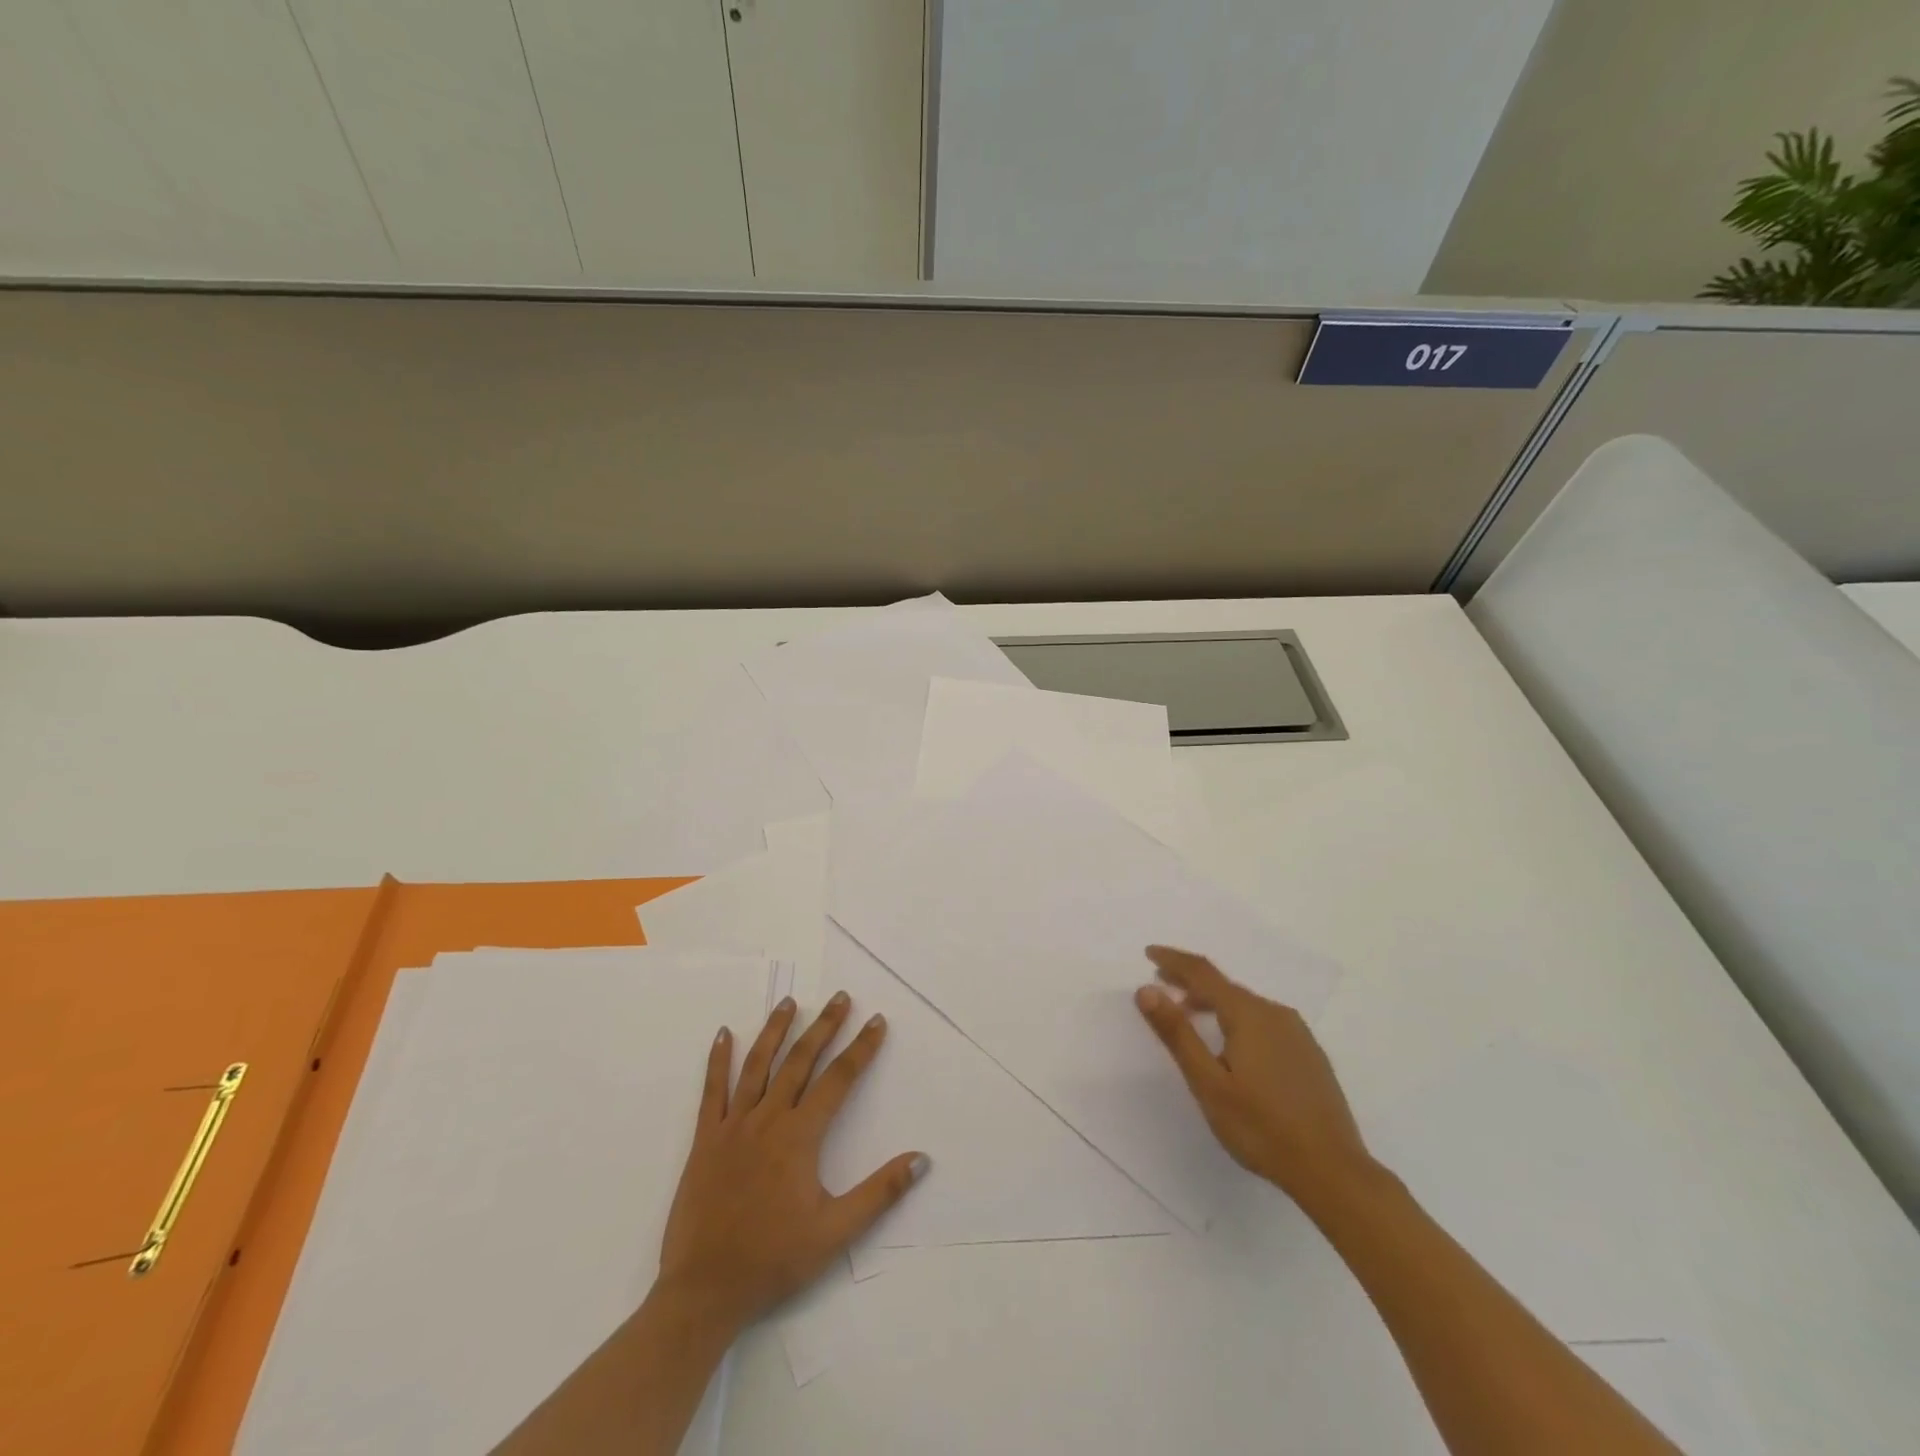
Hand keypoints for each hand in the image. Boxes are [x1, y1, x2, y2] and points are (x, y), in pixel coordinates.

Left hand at [657, 991, 927, 1335]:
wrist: (704, 1290)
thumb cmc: (773, 1260)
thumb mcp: (835, 1233)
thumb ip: (879, 1192)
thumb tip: (920, 1158)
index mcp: (800, 1136)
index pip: (839, 1080)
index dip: (861, 1048)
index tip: (876, 1021)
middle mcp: (768, 1119)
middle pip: (801, 1060)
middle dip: (824, 1026)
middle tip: (841, 997)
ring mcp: (733, 1126)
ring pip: (758, 1065)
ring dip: (776, 1030)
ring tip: (790, 1002)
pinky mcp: (706, 1140)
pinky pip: (712, 1090)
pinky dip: (718, 1060)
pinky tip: (724, 1034)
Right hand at [1135, 945, 1371, 1207]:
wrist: (1333, 1171)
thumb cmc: (1261, 1127)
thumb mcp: (1208, 1083)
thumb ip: (1177, 1033)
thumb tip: (1147, 989)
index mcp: (1248, 1014)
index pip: (1202, 973)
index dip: (1173, 960)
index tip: (1149, 952)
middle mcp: (1275, 1014)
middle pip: (1225, 986)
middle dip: (1190, 982)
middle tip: (1162, 985)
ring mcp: (1297, 1034)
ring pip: (1246, 1005)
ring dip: (1213, 1003)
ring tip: (1190, 1017)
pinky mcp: (1309, 1054)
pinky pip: (1264, 1022)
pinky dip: (1238, 1020)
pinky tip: (1232, 1046)